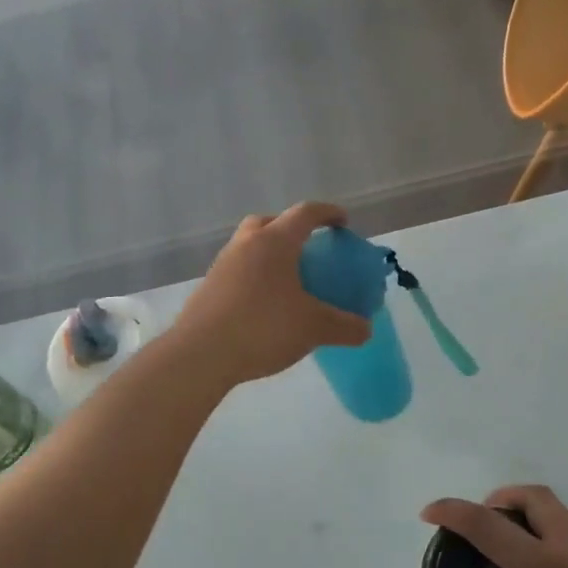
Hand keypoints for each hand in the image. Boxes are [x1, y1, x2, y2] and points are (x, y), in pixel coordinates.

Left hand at [173, 203, 371, 385]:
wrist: (201, 354)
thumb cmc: (263, 328)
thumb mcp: (314, 328)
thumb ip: (345, 326)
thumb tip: (366, 329)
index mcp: (275, 241)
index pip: (305, 213)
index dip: (328, 213)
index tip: (343, 222)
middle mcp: (246, 244)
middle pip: (269, 222)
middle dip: (290, 229)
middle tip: (308, 249)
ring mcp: (222, 265)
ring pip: (249, 246)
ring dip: (269, 254)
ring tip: (287, 281)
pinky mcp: (208, 288)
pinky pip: (237, 271)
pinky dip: (254, 278)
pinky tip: (264, 305)